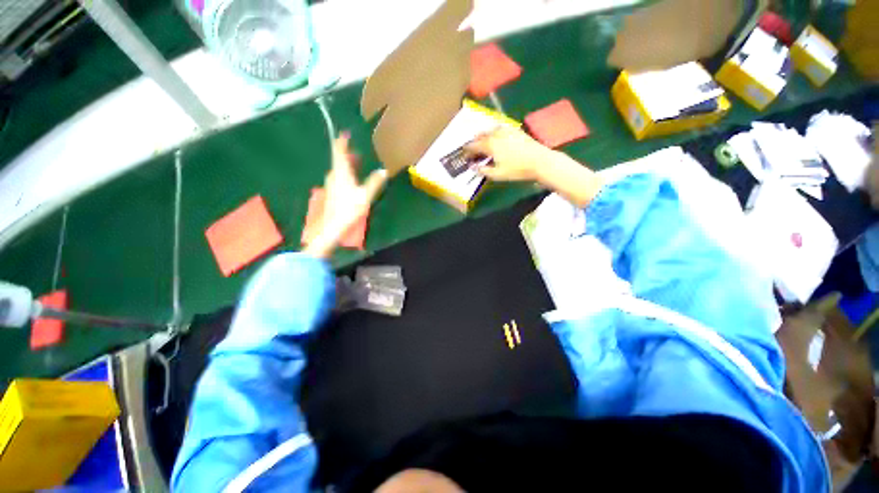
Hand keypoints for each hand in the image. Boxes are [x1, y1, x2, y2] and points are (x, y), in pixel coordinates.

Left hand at [305, 133, 387, 258]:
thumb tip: (383, 171)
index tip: (345, 133)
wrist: (334, 226)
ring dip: (347, 163)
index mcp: (341, 172)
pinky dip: (346, 172)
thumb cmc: (349, 209)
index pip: (339, 152)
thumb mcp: (365, 195)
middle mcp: (334, 175)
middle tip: (355, 148)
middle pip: (338, 159)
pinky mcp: (332, 191)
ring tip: (356, 161)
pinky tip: (352, 178)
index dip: (342, 141)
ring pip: (339, 168)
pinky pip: (339, 176)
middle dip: (346, 152)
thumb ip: (374, 182)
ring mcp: (331, 183)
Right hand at [463, 127, 554, 181]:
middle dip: (474, 143)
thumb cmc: (517, 170)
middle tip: (472, 150)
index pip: (473, 146)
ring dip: (484, 136)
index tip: (464, 156)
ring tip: (482, 141)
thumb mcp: (498, 174)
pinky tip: (496, 136)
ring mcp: (506, 130)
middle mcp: (496, 134)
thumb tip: (474, 168)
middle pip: (481, 136)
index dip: (467, 151)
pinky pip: (500, 128)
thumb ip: (484, 171)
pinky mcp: (515, 130)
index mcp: (490, 145)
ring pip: (490, 130)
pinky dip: (494, 132)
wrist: (539, 161)